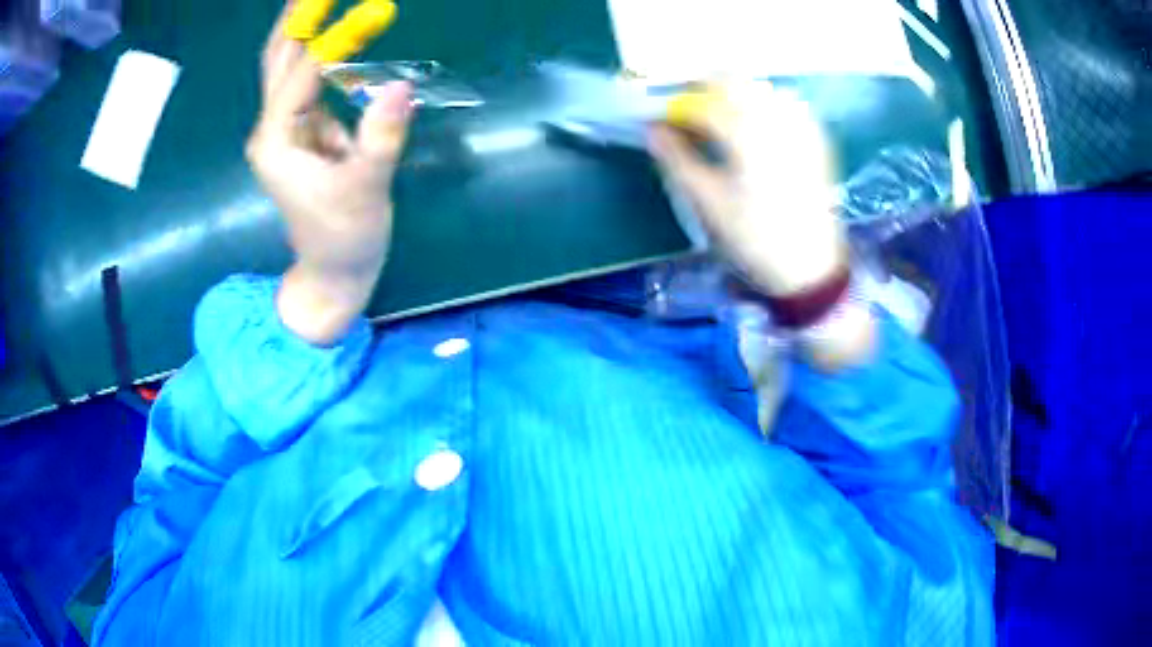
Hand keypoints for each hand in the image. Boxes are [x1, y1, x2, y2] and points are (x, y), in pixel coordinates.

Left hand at [246, 2, 413, 344]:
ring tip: (321, 1)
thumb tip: (402, 86)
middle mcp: (273, 129)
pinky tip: (336, 34)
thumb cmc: (344, 237)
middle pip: (277, 61)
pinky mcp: (302, 133)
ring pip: (286, 67)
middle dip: (297, 21)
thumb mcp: (366, 189)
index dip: (336, 38)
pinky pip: (307, 81)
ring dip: (304, 30)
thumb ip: (381, 137)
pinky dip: (321, 53)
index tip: (374, 9)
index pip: (303, 74)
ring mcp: (285, 129)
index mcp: (277, 142)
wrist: (333, 272)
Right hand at [650, 83, 874, 368]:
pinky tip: (760, 131)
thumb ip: (677, 158)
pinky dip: (767, 108)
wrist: (810, 270)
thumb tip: (652, 129)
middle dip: (707, 90)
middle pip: (735, 80)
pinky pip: (788, 107)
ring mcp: (802, 128)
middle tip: (694, 118)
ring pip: (762, 89)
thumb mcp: (707, 202)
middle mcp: (777, 120)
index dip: (677, 104)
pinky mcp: (817, 142)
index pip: (702, 99)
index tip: (664, 119)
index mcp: (746, 134)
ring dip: (737, 96)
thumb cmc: (754, 239)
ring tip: (725, 125)